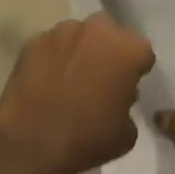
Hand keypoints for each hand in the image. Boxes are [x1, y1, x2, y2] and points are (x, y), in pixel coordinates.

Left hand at [0, 13, 154, 173]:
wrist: (32, 143)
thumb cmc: (88, 138)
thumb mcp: (126, 134)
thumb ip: (127, 106)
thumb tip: (116, 99)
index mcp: (128, 49)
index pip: (142, 53)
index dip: (136, 71)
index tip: (127, 88)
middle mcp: (97, 30)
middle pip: (110, 34)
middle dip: (109, 51)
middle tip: (100, 79)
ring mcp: (62, 31)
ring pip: (79, 35)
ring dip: (80, 51)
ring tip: (70, 79)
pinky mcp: (33, 41)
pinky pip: (52, 46)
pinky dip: (53, 59)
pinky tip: (48, 82)